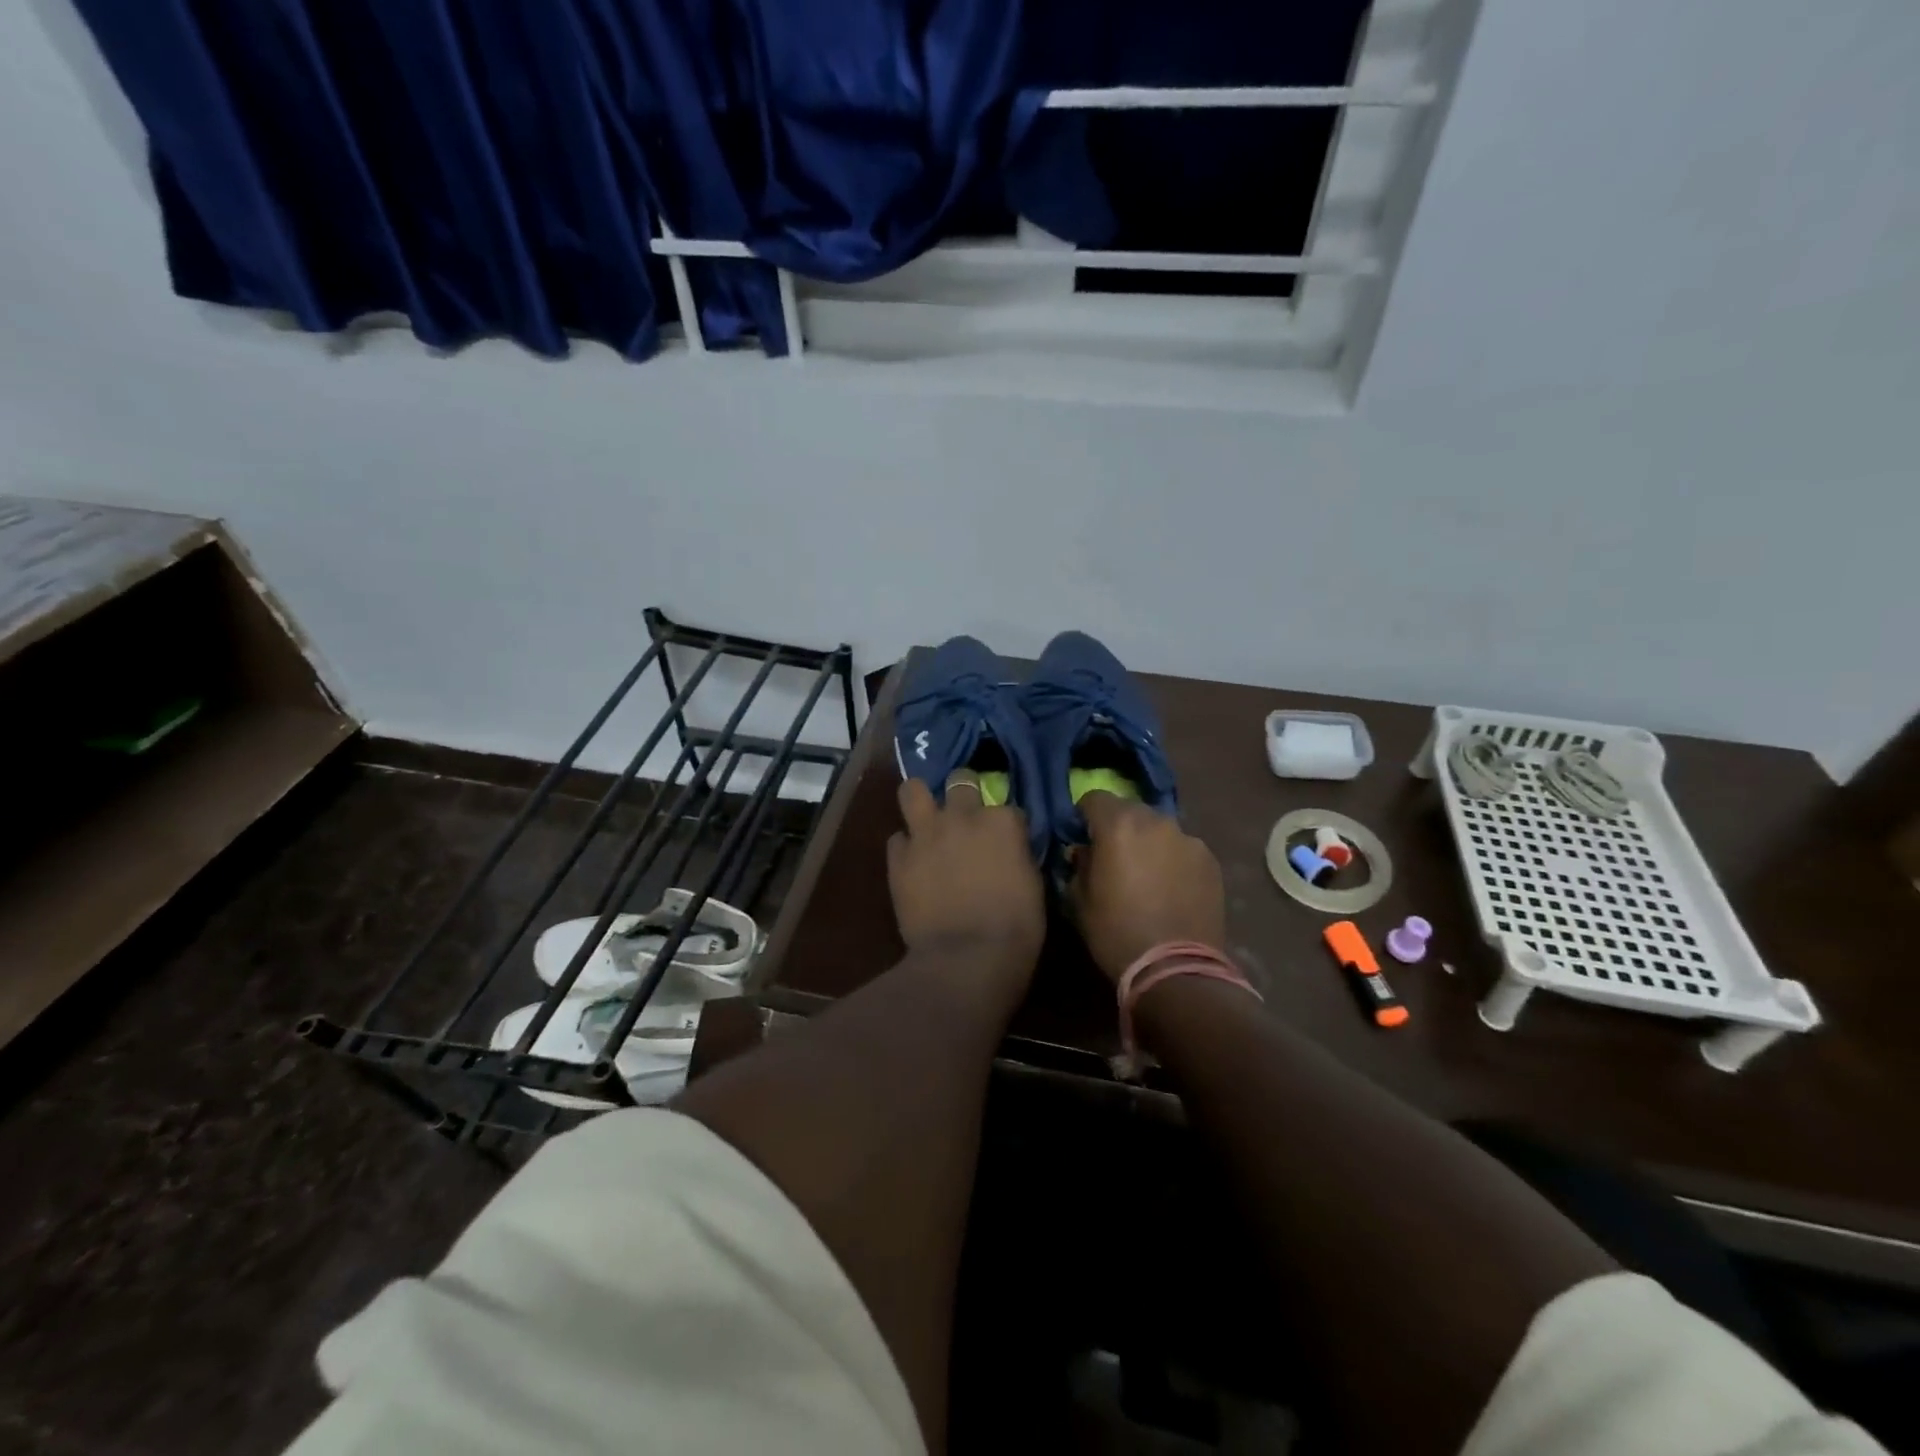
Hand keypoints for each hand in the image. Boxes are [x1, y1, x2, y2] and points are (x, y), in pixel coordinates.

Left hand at [887, 775, 1045, 979]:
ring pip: (913, 790)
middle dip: (964, 792)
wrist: (966, 958)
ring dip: (921, 800)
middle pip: (961, 781)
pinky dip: (905, 847)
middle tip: (964, 815)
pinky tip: (912, 862)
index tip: (1005, 841)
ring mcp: (926, 833)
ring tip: (925, 815)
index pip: (1007, 807)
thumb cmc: (1015, 929)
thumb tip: (1009, 852)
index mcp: (1003, 822)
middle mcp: (962, 816)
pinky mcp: (898, 857)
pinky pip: (897, 838)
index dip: (1005, 824)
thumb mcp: (1033, 885)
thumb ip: (1017, 855)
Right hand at [1070, 792, 1225, 983]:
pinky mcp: (1210, 860)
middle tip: (1114, 856)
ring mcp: (1188, 839)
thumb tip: (1084, 851)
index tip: (1082, 836)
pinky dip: (1173, 859)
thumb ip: (1080, 864)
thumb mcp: (1080, 900)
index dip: (1085, 815)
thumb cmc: (1116, 932)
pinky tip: (1172, 888)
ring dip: (1148, 842)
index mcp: (1118, 825)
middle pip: (1130, 810)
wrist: (1176, 969)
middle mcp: (1155, 822)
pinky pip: (1183, 849)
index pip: (1094, 797)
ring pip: (1159, 829)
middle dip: (1118, 826)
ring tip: (1147, 875)